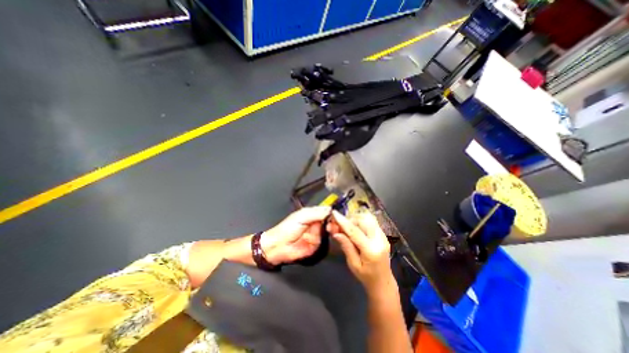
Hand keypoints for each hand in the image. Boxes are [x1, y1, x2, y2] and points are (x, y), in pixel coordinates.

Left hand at [259, 207, 330, 263]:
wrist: (277, 246)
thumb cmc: (287, 228)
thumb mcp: (302, 216)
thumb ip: (316, 213)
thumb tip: (330, 209)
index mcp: (312, 214)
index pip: (326, 212)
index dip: (332, 213)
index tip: (338, 215)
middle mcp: (316, 224)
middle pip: (330, 222)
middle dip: (331, 223)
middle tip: (331, 224)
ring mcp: (316, 235)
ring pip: (326, 232)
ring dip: (320, 232)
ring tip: (311, 232)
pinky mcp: (315, 246)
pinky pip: (320, 242)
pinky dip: (315, 240)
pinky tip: (308, 239)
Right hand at [330, 211, 391, 290]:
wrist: (383, 282)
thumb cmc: (366, 277)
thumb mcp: (353, 264)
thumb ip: (346, 246)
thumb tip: (336, 233)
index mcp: (371, 250)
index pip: (355, 231)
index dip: (343, 222)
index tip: (334, 213)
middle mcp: (379, 240)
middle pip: (363, 220)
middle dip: (350, 219)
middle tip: (341, 225)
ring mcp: (383, 236)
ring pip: (369, 218)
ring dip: (357, 219)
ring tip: (349, 227)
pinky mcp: (383, 235)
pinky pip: (372, 222)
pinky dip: (362, 221)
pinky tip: (356, 229)